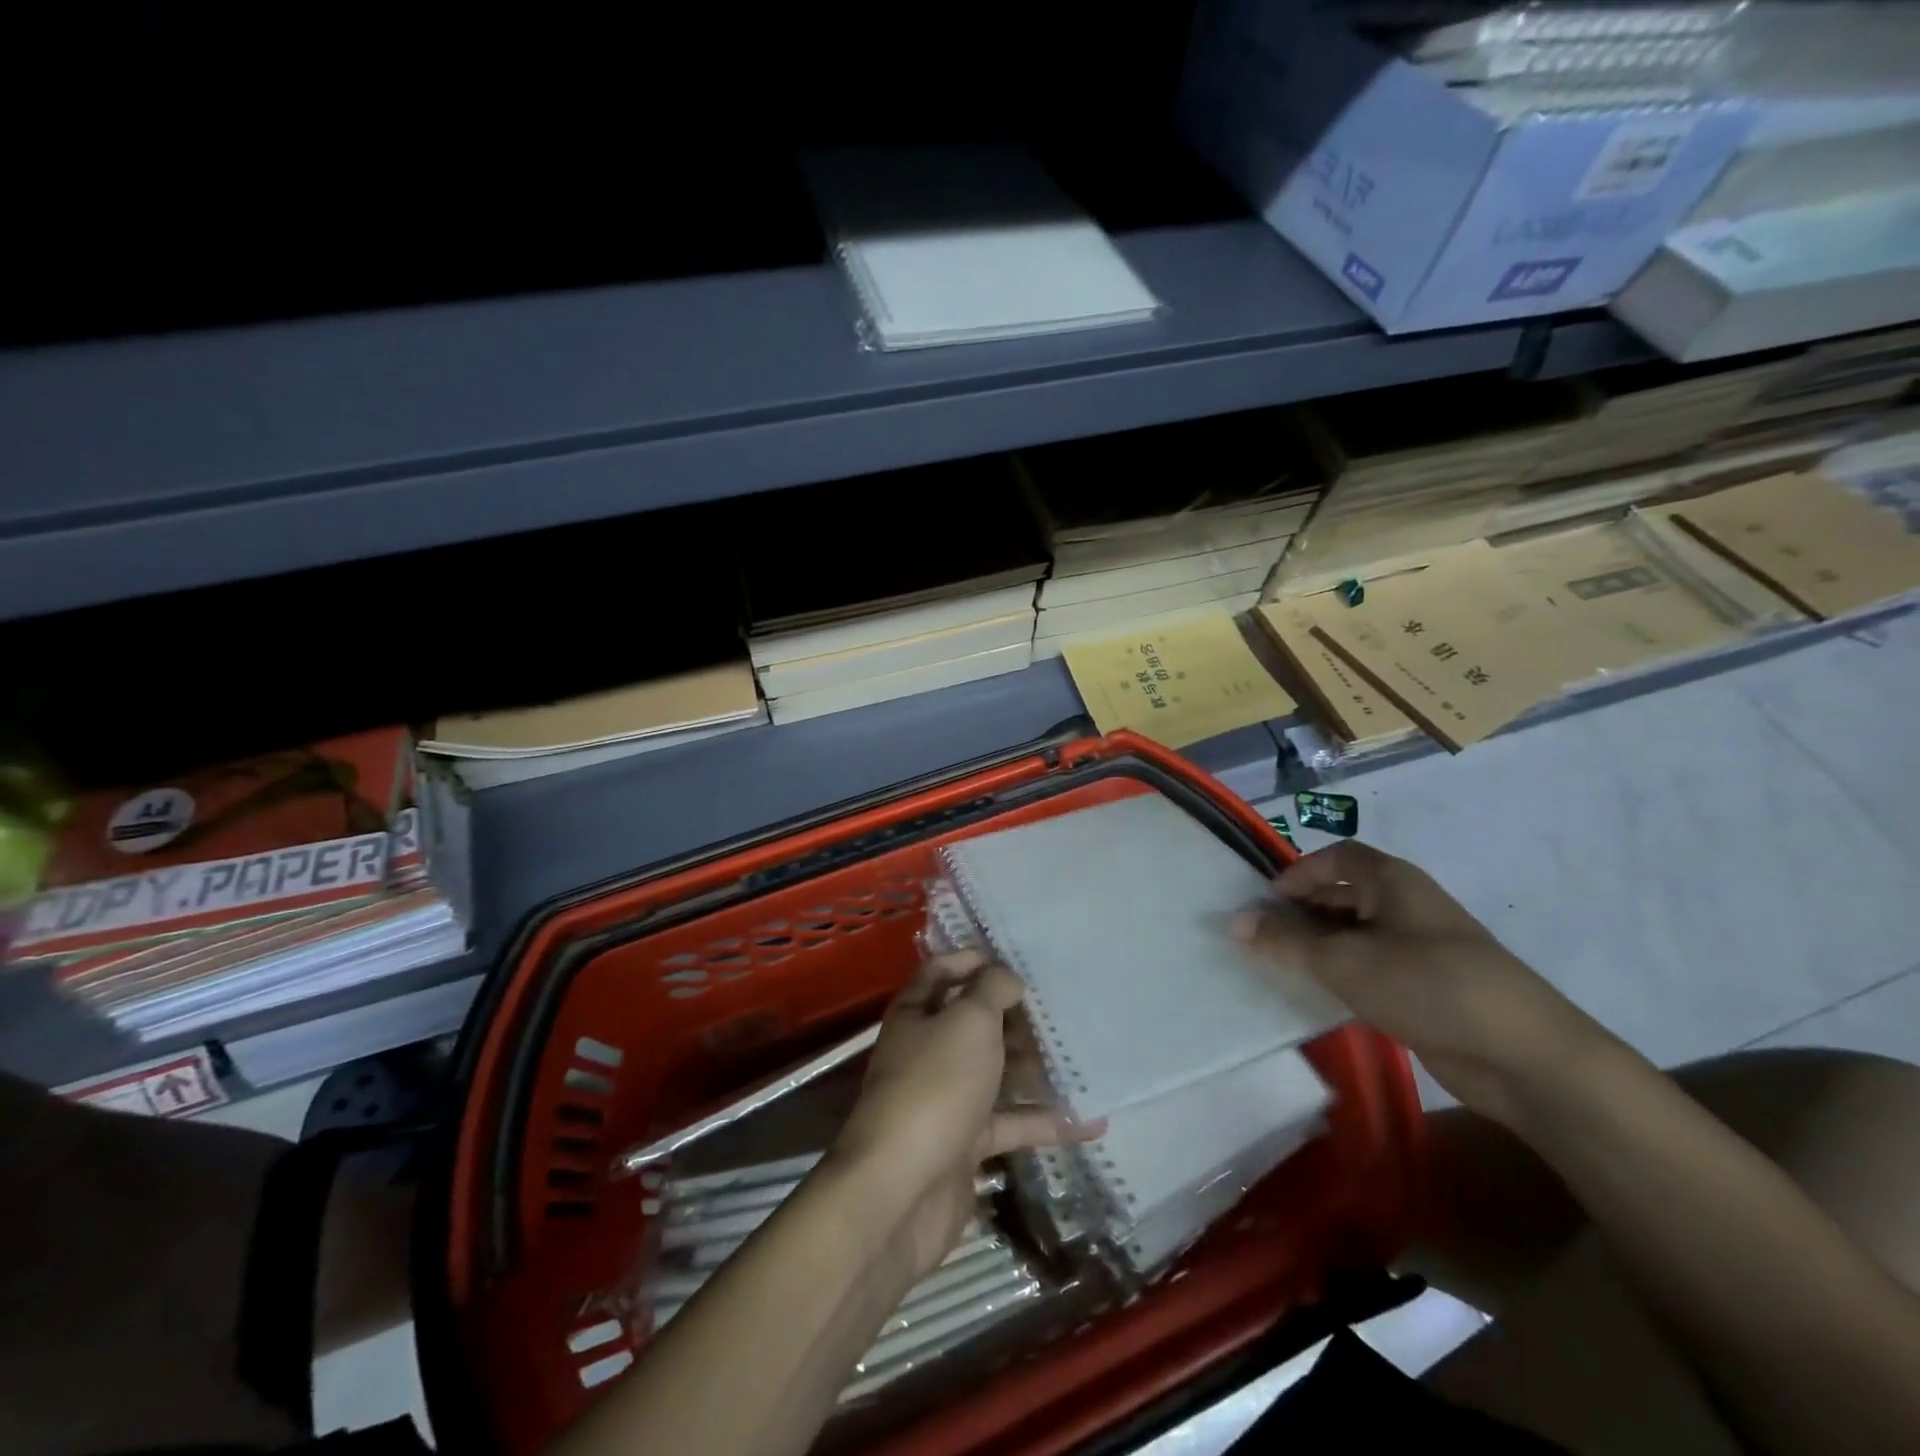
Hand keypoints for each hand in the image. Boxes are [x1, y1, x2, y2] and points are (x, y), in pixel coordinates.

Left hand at [827, 950, 1096, 1275]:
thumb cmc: (935, 1085)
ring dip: (1033, 1066)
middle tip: (1059, 1006)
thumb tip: (1007, 976)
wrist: (901, 1189)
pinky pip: (1011, 1125)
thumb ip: (991, 990)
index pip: (940, 972)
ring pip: (995, 1073)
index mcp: (916, 1014)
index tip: (1015, 959)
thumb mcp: (968, 1021)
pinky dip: (1046, 1122)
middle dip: (1012, 1015)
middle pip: (972, 1024)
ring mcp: (946, 1100)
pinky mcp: (965, 1146)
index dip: (972, 960)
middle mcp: (927, 1052)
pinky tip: (1091, 1121)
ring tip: (1081, 1054)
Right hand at [1233, 841, 1613, 1126]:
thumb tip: (1235, 921)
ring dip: (1321, 947)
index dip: (1298, 872)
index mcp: (1392, 881)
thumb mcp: (1343, 961)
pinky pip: (1374, 968)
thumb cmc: (1427, 985)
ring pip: (1357, 935)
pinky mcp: (1429, 988)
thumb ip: (1284, 942)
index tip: (1266, 902)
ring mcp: (1422, 948)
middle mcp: (1407, 906)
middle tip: (1264, 938)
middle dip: (1303, 912)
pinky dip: (1345, 975)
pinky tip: (1322, 997)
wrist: (1524, 1056)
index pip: (1336, 856)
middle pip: (1344, 894)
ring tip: (1283, 968)